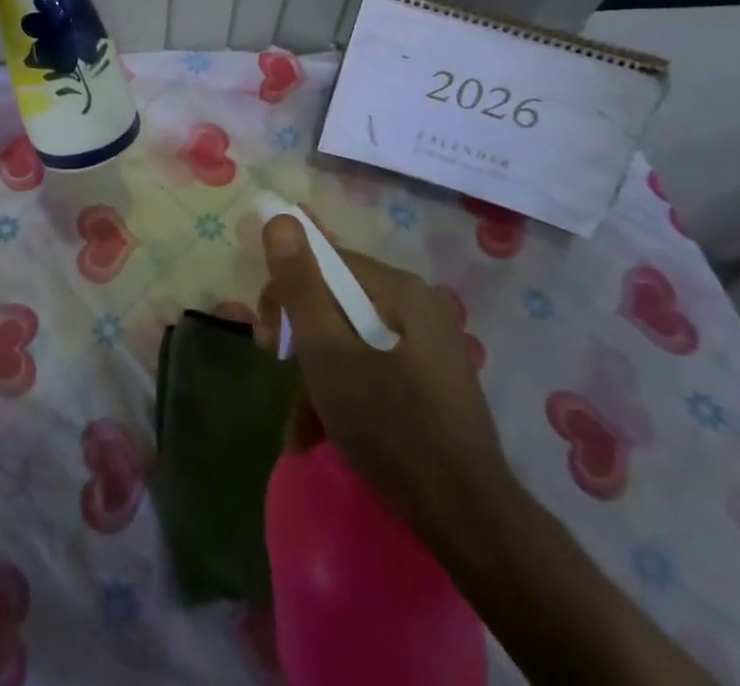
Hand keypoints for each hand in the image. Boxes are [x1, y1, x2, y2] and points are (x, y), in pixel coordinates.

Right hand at [257, 217, 514, 541]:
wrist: (469, 520)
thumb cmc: (390, 427)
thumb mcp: (328, 353)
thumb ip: (300, 285)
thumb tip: (281, 219)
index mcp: (398, 288)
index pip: (324, 264)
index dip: (287, 296)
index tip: (270, 343)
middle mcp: (418, 304)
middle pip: (338, 303)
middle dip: (303, 343)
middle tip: (280, 377)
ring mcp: (430, 344)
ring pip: (353, 341)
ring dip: (319, 378)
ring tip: (300, 430)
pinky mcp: (434, 380)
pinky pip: (376, 367)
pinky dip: (347, 392)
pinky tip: (324, 435)